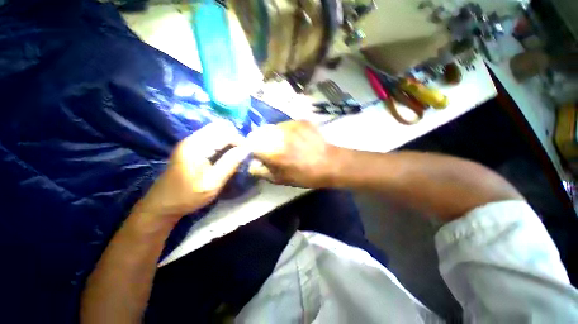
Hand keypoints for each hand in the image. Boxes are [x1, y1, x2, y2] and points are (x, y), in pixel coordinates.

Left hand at [134, 122, 248, 222]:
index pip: (225, 133)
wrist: (162, 204)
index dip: (240, 141)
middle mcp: (192, 139)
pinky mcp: (191, 147)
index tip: (248, 153)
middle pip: (220, 127)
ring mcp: (190, 142)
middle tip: (242, 152)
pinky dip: (223, 142)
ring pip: (216, 131)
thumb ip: (230, 164)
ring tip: (237, 153)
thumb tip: (246, 149)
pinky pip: (211, 137)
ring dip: (230, 139)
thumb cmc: (187, 196)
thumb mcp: (212, 183)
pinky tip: (226, 154)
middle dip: (235, 137)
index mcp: (196, 147)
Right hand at [246, 120, 339, 187]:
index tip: (255, 153)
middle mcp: (278, 134)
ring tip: (284, 143)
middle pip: (260, 132)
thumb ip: (262, 172)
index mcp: (272, 151)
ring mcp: (291, 125)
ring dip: (273, 135)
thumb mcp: (281, 179)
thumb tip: (251, 165)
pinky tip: (295, 139)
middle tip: (269, 149)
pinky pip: (286, 124)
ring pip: (273, 127)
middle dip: (260, 140)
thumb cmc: (305, 175)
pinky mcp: (300, 121)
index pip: (250, 143)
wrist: (330, 163)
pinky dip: (285, 131)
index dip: (250, 147)